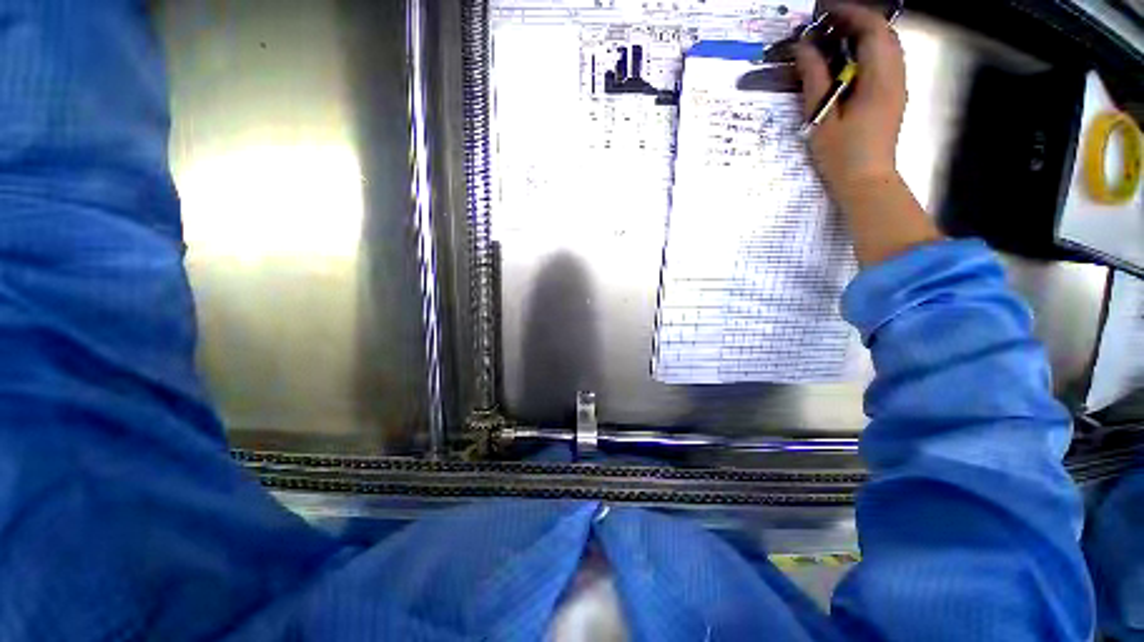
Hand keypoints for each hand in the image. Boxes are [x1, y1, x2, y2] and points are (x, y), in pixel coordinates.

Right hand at [794, 4, 941, 265]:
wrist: (866, 183)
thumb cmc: (842, 156)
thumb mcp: (822, 118)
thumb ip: (815, 81)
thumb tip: (803, 49)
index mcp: (880, 79)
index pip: (872, 30)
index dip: (850, 13)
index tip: (823, 11)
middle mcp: (895, 76)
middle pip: (883, 33)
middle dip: (855, 21)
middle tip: (824, 25)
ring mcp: (897, 86)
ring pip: (885, 46)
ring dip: (861, 36)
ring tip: (831, 41)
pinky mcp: (892, 97)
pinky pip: (884, 62)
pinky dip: (865, 52)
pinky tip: (845, 63)